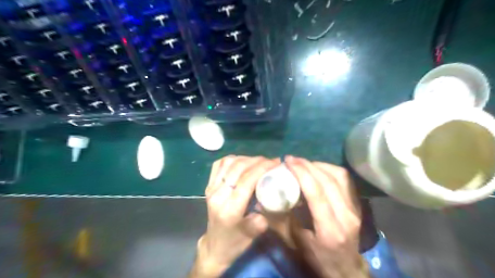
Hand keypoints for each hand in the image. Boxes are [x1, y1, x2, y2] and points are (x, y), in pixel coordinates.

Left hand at [189, 155, 279, 276]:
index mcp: (229, 210)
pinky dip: (233, 159)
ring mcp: (211, 189)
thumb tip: (269, 200)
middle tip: (271, 161)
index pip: (246, 181)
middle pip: (238, 168)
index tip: (276, 162)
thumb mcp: (252, 236)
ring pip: (228, 163)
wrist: (214, 246)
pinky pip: (219, 164)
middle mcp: (218, 195)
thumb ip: (260, 220)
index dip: (262, 168)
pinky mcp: (208, 185)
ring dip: (246, 158)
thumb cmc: (234, 242)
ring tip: (259, 161)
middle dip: (257, 160)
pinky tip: (243, 162)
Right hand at [284, 156, 368, 277]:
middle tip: (291, 160)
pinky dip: (329, 168)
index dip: (302, 174)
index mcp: (329, 230)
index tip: (288, 162)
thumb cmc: (317, 258)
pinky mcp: (356, 204)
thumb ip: (277, 220)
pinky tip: (317, 168)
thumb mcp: (293, 242)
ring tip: (302, 163)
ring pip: (338, 176)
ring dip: (318, 165)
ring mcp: (355, 209)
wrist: (345, 269)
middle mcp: (346, 216)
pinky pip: (344, 179)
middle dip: (307, 165)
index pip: (316, 193)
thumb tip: (261, 200)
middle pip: (328, 181)